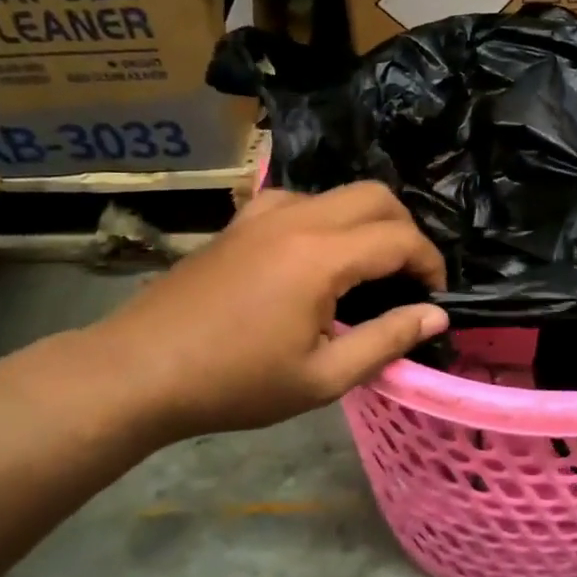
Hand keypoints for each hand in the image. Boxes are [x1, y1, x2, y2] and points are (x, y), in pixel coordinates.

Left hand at [90, 183, 448, 438]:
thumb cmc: (234, 382)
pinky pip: (299, 200)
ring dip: (367, 221)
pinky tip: (316, 256)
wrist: (140, 369)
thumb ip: (386, 340)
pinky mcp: (240, 221)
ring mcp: (263, 213)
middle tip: (409, 277)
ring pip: (338, 193)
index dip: (430, 264)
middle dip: (406, 231)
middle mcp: (297, 218)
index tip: (436, 297)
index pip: (400, 239)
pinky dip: (327, 218)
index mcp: (320, 257)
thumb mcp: (321, 377)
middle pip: (376, 196)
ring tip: (369, 268)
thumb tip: (435, 315)